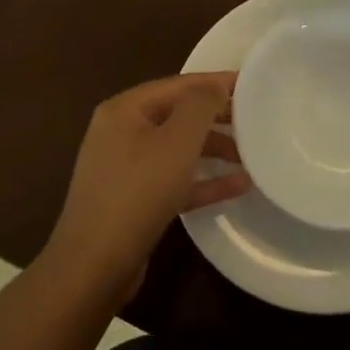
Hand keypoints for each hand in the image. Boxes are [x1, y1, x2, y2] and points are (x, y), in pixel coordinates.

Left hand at [45, 73, 250, 297]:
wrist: (94, 266)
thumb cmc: (138, 192)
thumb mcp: (177, 141)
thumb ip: (201, 105)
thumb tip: (217, 85)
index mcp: (125, 109)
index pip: (178, 85)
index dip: (216, 83)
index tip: (252, 85)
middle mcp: (121, 132)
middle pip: (177, 115)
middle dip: (216, 118)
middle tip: (255, 122)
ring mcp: (124, 168)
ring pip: (177, 149)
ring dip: (213, 150)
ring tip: (251, 156)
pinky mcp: (132, 200)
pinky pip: (173, 180)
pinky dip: (202, 180)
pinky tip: (237, 186)